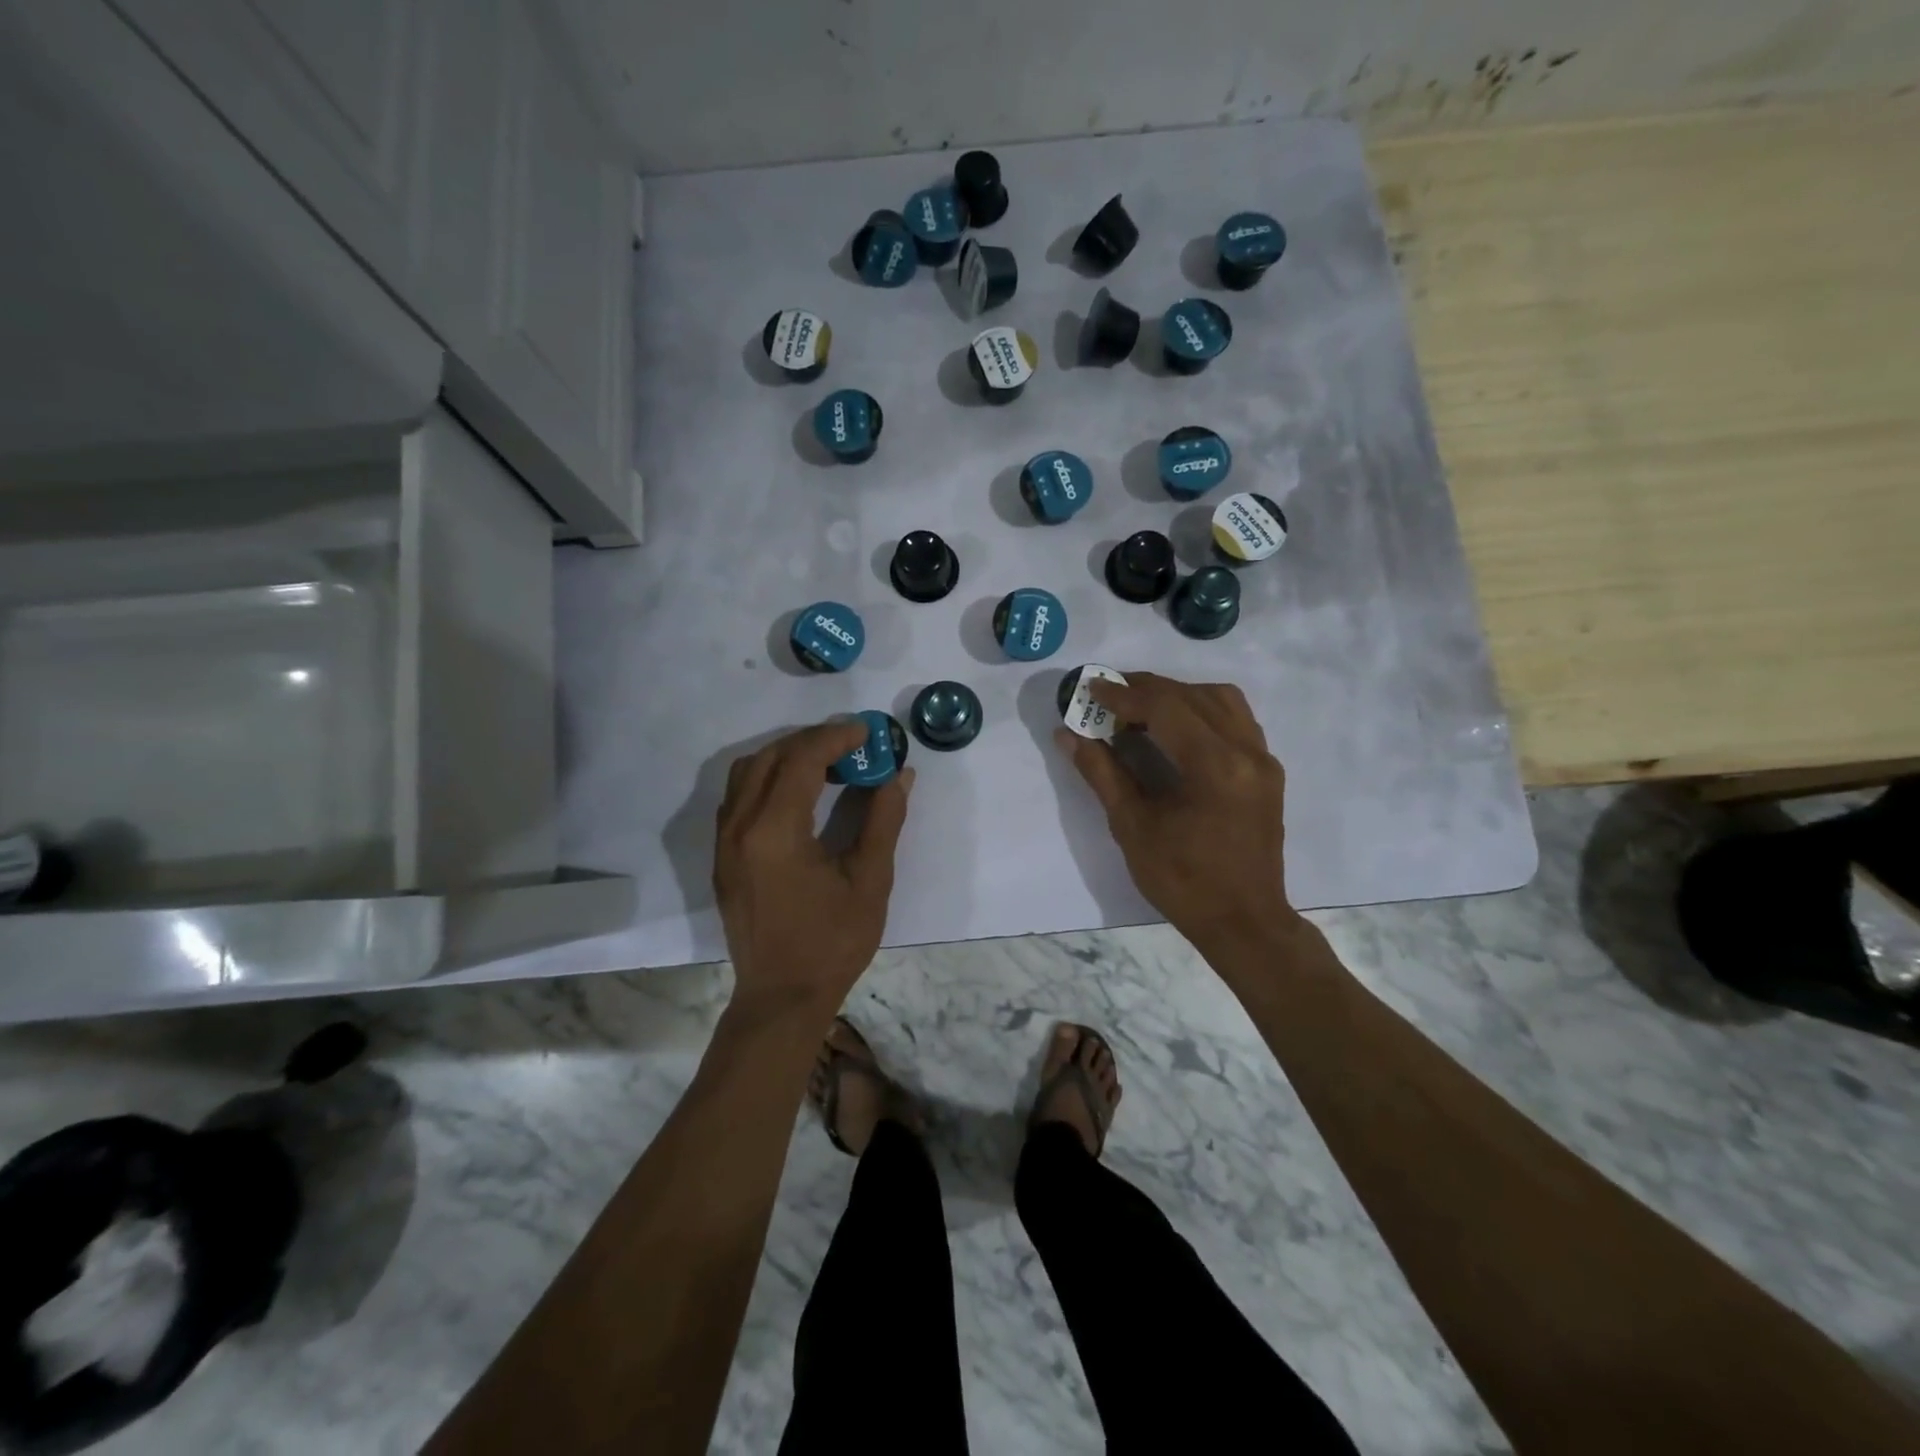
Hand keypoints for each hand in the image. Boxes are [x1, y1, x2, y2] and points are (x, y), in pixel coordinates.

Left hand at [714, 720, 913, 1015]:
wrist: (781, 997)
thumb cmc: (832, 943)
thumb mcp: (870, 881)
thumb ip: (884, 820)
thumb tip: (900, 775)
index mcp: (775, 832)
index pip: (802, 760)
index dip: (836, 738)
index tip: (868, 732)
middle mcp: (739, 827)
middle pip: (771, 757)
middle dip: (812, 741)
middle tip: (852, 745)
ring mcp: (724, 842)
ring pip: (747, 772)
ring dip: (786, 756)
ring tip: (826, 764)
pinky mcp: (721, 856)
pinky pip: (737, 796)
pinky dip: (767, 778)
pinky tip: (798, 794)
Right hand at [1055, 673, 1295, 957]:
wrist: (1243, 922)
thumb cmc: (1183, 881)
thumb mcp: (1132, 827)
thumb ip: (1102, 773)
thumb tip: (1068, 734)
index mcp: (1215, 766)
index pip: (1165, 708)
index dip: (1124, 695)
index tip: (1090, 689)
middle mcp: (1247, 752)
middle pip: (1193, 696)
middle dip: (1146, 689)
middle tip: (1107, 694)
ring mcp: (1263, 760)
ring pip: (1221, 700)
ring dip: (1178, 694)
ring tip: (1141, 707)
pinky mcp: (1267, 771)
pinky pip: (1236, 720)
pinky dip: (1202, 710)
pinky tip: (1176, 727)